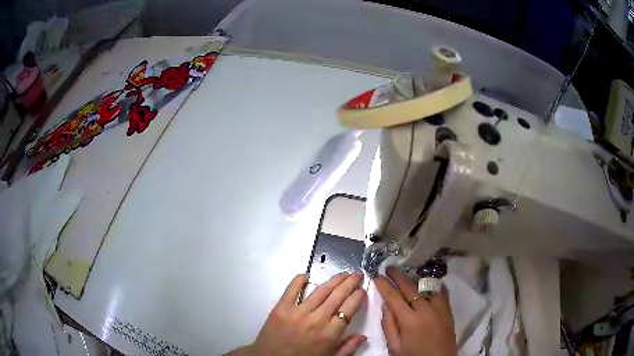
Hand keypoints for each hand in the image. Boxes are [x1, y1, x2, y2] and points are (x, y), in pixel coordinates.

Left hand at [234, 273, 366, 355]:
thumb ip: (348, 348)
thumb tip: (363, 335)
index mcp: (330, 334)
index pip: (349, 309)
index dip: (358, 296)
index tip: (363, 289)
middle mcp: (317, 320)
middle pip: (338, 296)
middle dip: (350, 282)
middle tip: (357, 274)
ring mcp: (298, 312)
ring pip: (320, 290)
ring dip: (334, 280)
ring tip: (342, 273)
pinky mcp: (281, 308)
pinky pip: (292, 289)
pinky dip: (299, 280)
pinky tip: (306, 275)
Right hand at [374, 266, 456, 355]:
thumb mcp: (395, 346)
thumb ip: (389, 325)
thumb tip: (386, 305)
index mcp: (408, 320)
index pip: (393, 297)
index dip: (384, 285)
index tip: (377, 276)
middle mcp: (424, 310)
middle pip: (410, 287)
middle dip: (398, 276)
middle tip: (389, 268)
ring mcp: (439, 308)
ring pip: (426, 287)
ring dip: (415, 280)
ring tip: (407, 276)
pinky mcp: (448, 310)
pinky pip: (441, 292)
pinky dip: (433, 286)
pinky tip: (429, 283)